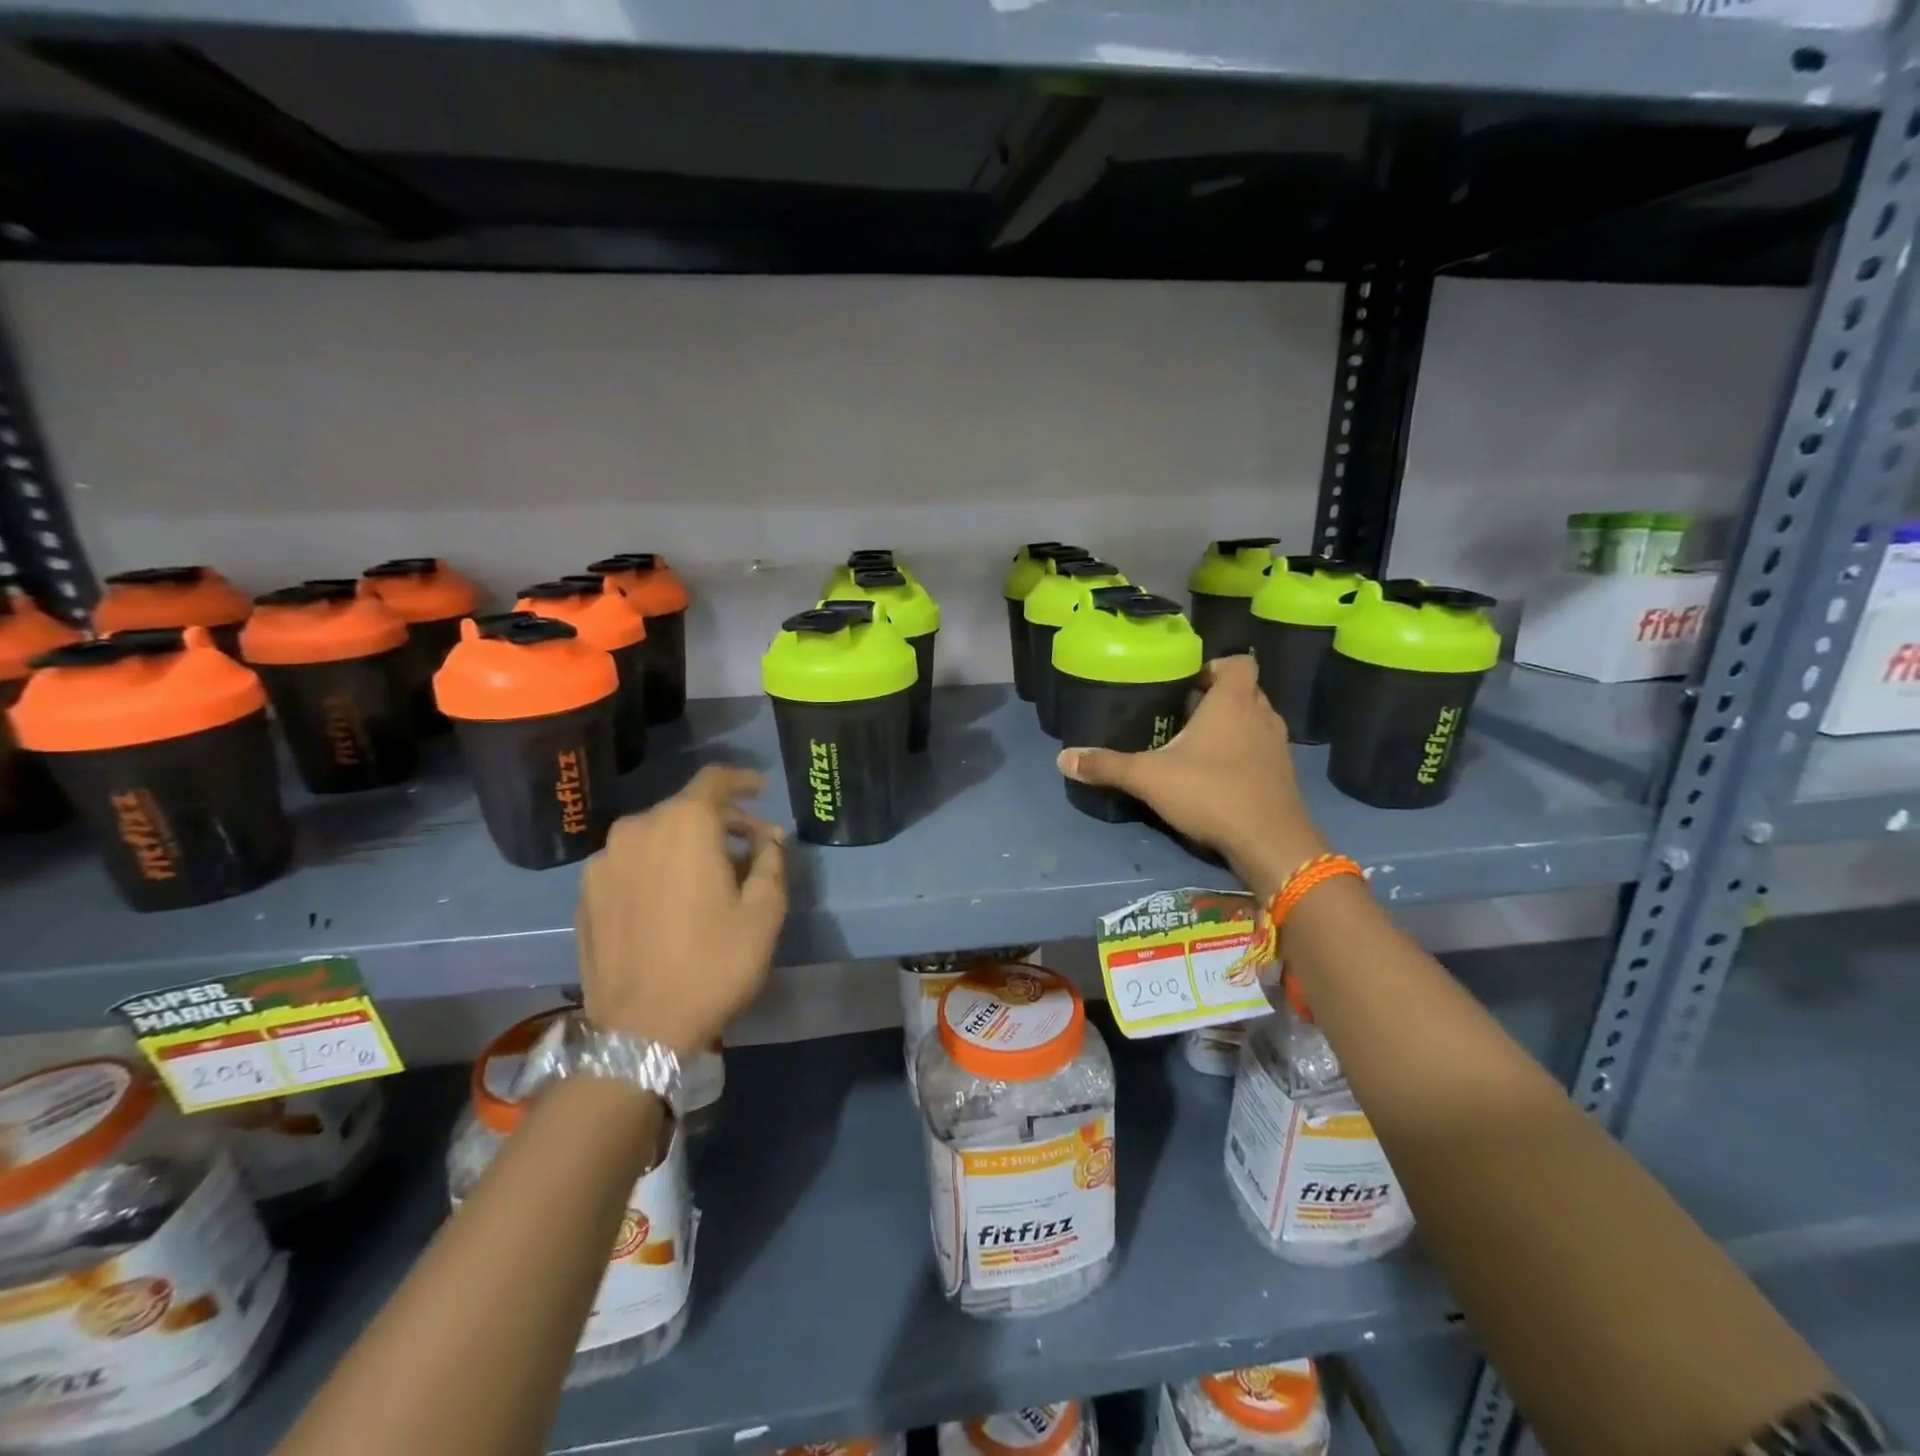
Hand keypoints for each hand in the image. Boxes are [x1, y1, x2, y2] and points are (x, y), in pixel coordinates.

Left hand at [575, 765, 786, 1056]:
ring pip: (655, 836)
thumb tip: (770, 837)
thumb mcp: (764, 911)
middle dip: (722, 822)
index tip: (762, 790)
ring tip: (710, 878)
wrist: (640, 1029)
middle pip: (685, 809)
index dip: (743, 780)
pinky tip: (672, 901)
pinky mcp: (585, 894)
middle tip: (751, 849)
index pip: (714, 780)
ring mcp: (603, 862)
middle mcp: (636, 830)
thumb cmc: (714, 963)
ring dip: (687, 845)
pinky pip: (630, 863)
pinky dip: (656, 867)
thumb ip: (771, 860)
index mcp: (683, 825)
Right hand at [1057, 655, 1326, 897]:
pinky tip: (1216, 776)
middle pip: (1245, 691)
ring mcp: (1278, 747)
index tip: (1187, 683)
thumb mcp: (1149, 777)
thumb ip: (1107, 765)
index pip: (1238, 662)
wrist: (1271, 843)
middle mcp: (1262, 716)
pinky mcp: (1283, 777)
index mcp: (1233, 702)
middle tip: (1182, 713)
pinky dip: (1243, 755)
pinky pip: (1261, 751)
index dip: (1215, 666)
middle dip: (1216, 698)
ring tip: (1196, 744)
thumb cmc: (1211, 793)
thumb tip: (1063, 757)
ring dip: (1232, 726)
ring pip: (1255, 722)